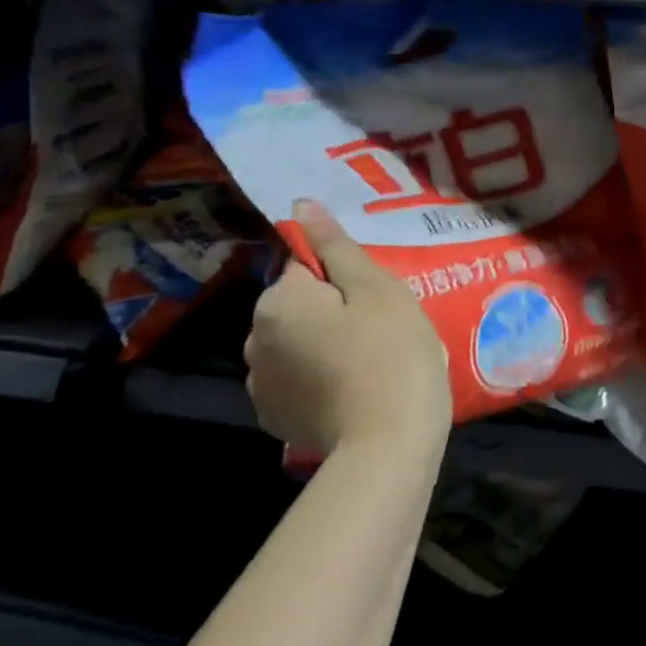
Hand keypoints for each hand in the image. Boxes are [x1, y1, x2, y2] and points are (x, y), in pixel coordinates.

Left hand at [244, 200, 449, 456]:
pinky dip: (320, 379)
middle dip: (333, 310)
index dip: (347, 278)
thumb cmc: (391, 350)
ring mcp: (261, 385)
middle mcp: (254, 341)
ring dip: (325, 345)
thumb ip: (335, 246)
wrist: (389, 440)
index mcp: (278, 302)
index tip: (378, 299)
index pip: (307, 267)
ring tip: (370, 361)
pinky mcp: (276, 419)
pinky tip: (353, 390)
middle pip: (299, 307)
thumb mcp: (375, 288)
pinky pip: (297, 380)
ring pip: (297, 344)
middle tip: (381, 327)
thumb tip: (301, 206)